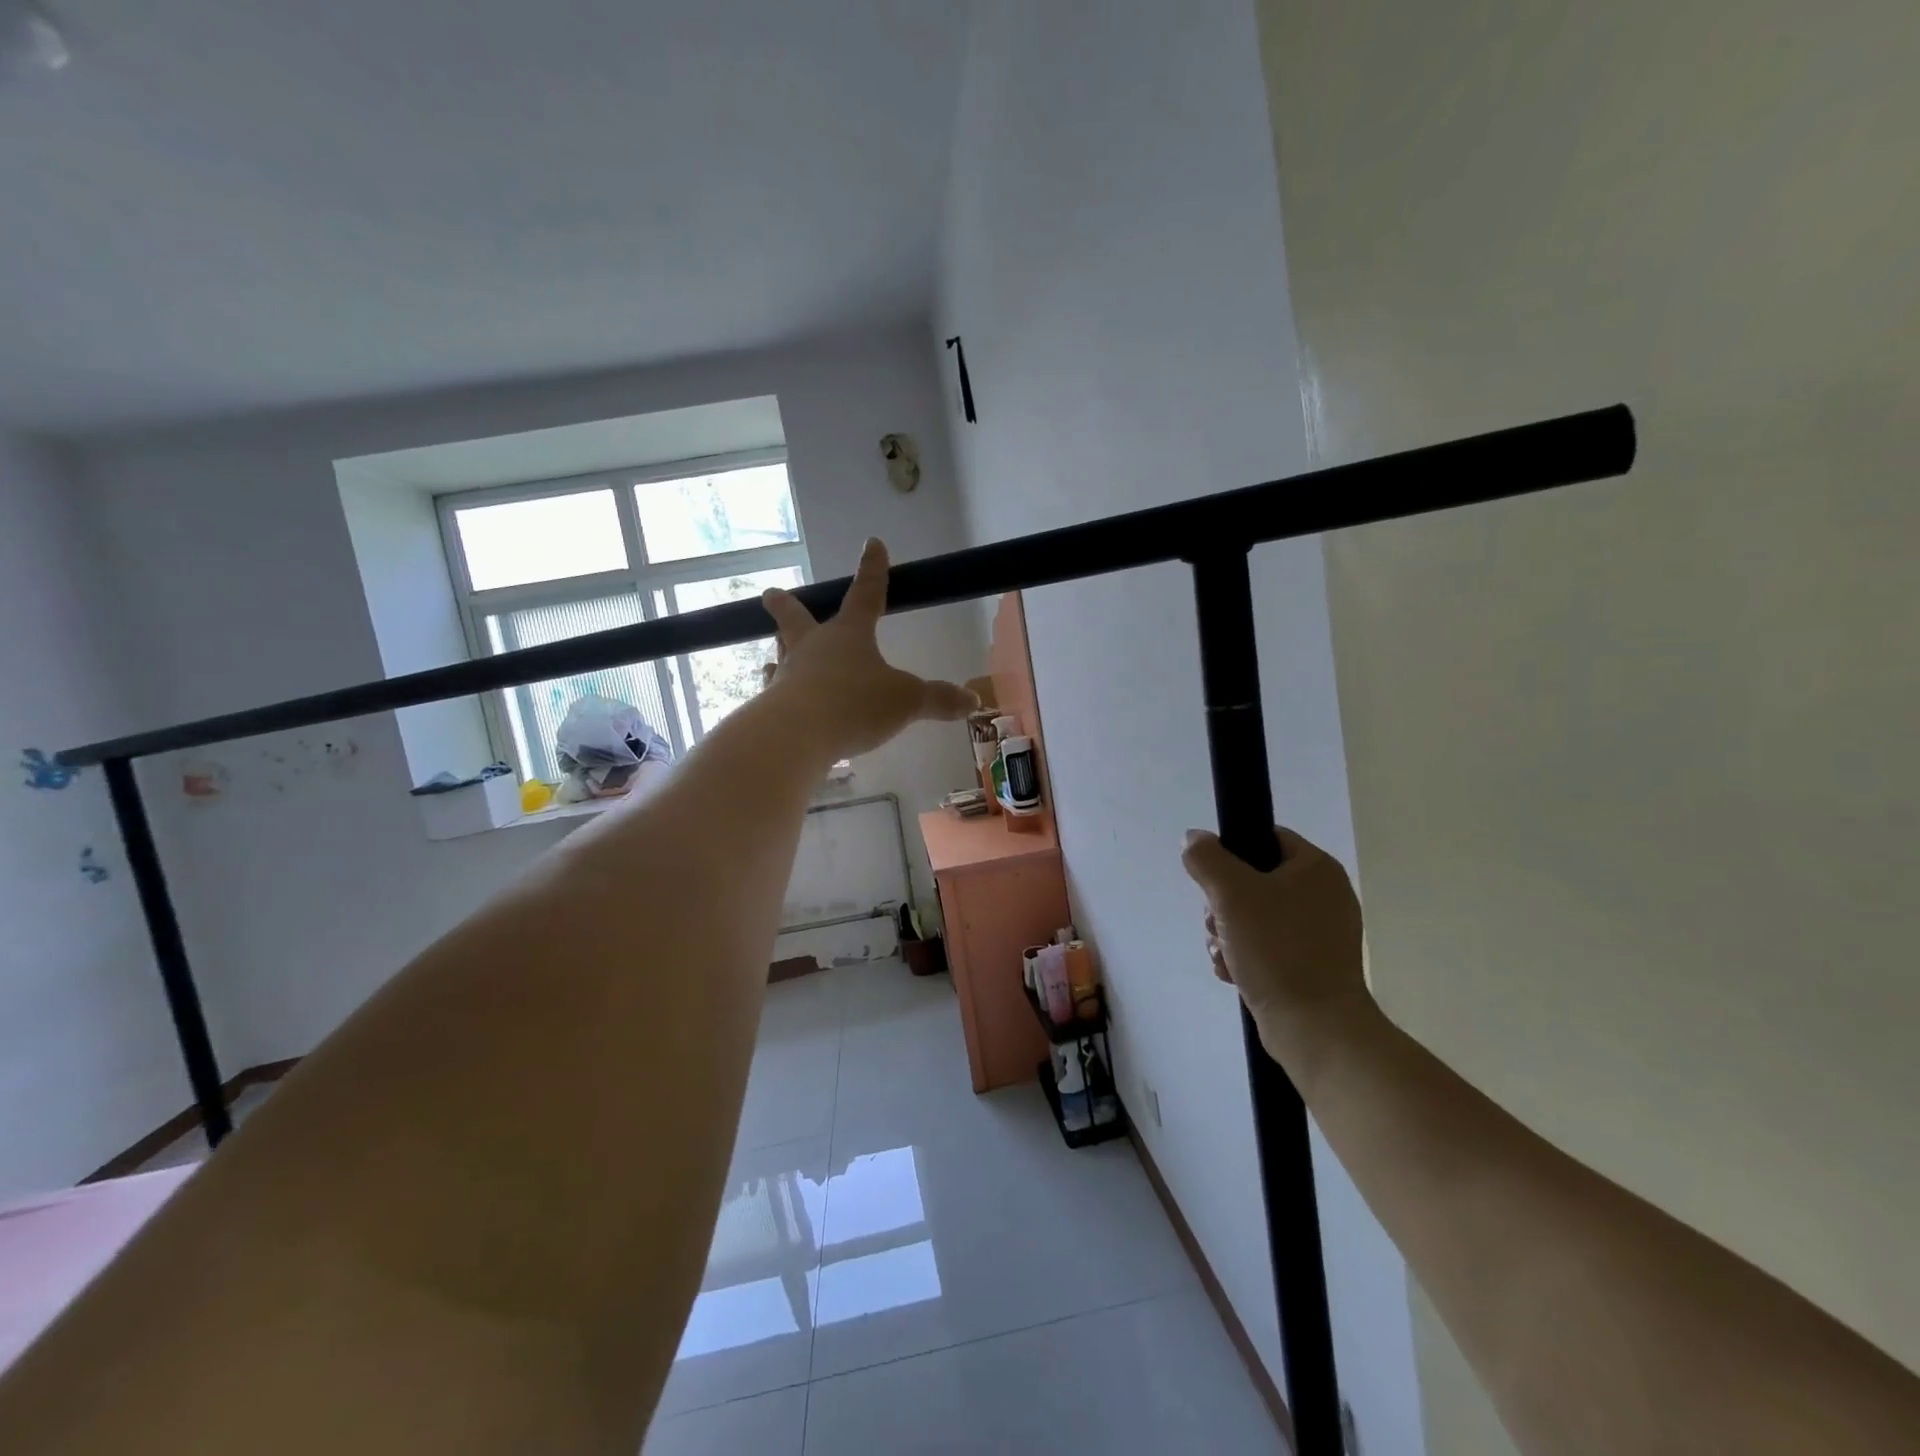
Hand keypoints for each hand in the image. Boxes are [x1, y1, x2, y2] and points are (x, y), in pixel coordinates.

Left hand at [761, 538, 976, 760]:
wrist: (797, 734)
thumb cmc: (856, 704)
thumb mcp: (908, 701)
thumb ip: (938, 700)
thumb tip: (973, 702)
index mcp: (849, 634)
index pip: (865, 594)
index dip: (873, 569)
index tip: (872, 543)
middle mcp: (813, 647)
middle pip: (795, 618)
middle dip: (785, 605)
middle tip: (769, 594)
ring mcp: (788, 674)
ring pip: (781, 653)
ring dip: (780, 649)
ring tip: (775, 651)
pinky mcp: (771, 706)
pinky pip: (772, 693)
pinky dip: (774, 693)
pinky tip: (771, 699)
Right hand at [1181, 825, 1375, 1079]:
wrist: (1315, 1028)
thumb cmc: (1277, 950)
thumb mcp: (1231, 893)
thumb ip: (1206, 858)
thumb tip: (1193, 839)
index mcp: (1316, 869)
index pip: (1265, 838)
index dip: (1232, 854)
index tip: (1214, 881)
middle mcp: (1322, 896)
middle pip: (1251, 881)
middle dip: (1222, 905)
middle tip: (1219, 924)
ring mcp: (1317, 933)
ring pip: (1251, 917)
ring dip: (1226, 934)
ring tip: (1226, 956)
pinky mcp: (1308, 965)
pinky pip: (1264, 947)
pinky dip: (1243, 957)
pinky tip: (1234, 974)